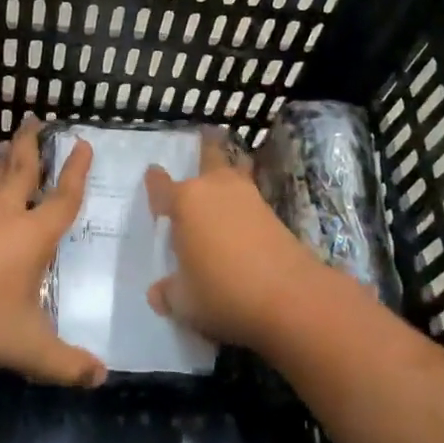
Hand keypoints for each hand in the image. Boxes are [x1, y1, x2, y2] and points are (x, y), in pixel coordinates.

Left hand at [0, 117, 104, 386]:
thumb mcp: (30, 350)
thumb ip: (68, 364)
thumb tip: (102, 377)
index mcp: (34, 237)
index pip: (64, 199)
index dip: (77, 172)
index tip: (83, 144)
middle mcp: (5, 217)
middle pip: (24, 172)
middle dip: (34, 146)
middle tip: (37, 119)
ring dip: (1, 158)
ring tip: (8, 135)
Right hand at [144, 137, 330, 351]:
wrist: (291, 297)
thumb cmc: (223, 292)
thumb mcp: (184, 302)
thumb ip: (168, 293)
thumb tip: (159, 292)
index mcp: (185, 202)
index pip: (161, 185)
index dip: (154, 181)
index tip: (152, 175)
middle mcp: (215, 189)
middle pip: (209, 156)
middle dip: (204, 149)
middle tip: (202, 141)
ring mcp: (248, 198)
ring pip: (234, 173)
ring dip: (228, 173)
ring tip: (222, 180)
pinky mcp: (273, 213)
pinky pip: (249, 199)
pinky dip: (243, 203)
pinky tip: (240, 218)